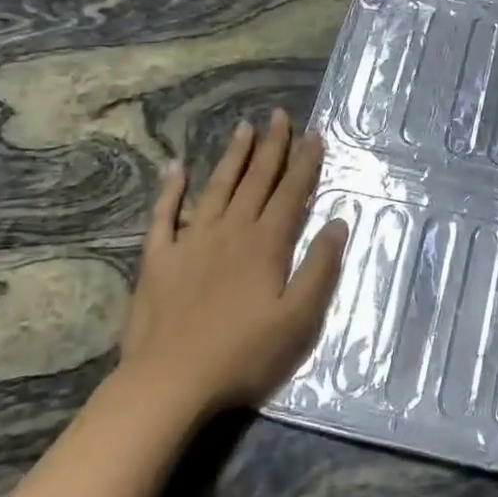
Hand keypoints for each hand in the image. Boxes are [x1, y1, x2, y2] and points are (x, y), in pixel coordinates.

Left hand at [120, 110, 348, 413]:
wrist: (169, 382)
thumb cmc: (243, 355)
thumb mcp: (299, 320)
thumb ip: (320, 269)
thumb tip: (338, 224)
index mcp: (266, 244)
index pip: (292, 193)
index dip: (305, 162)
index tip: (314, 133)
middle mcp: (231, 231)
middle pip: (256, 180)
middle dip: (272, 146)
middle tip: (280, 114)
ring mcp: (191, 242)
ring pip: (216, 188)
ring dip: (232, 157)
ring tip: (244, 128)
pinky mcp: (158, 259)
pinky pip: (164, 215)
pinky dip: (170, 189)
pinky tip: (176, 167)